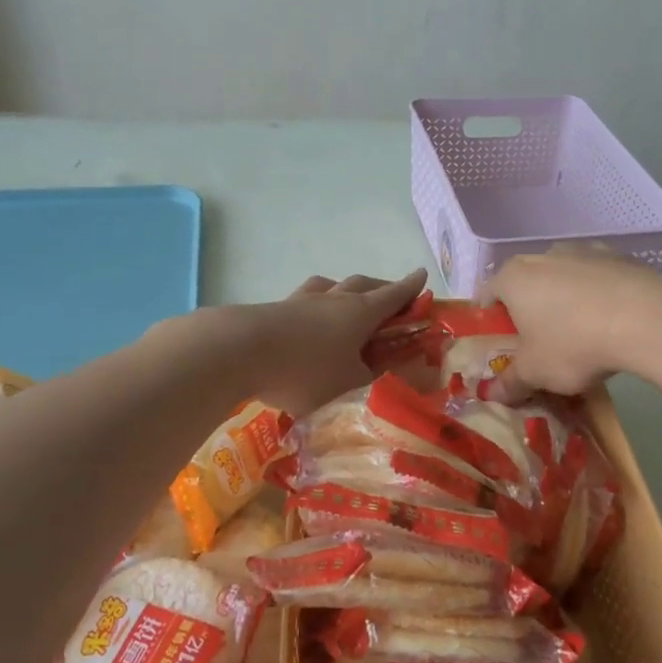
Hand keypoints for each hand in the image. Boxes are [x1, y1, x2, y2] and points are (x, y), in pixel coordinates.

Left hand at [243, 270, 427, 413]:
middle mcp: (333, 300)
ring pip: (330, 286)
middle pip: (363, 285)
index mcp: (360, 312)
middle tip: (392, 296)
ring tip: (347, 298)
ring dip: (345, 290)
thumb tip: (408, 377)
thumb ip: (379, 381)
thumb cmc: (306, 370)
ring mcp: (300, 302)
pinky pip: (303, 302)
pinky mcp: (273, 311)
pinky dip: (314, 307)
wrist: (238, 351)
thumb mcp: (351, 386)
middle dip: (382, 288)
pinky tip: (307, 320)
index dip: (411, 288)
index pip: (393, 295)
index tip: (423, 276)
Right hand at [483, 246, 661, 396]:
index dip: (490, 323)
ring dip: (564, 302)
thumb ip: (510, 382)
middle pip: (526, 285)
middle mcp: (543, 256)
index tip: (502, 347)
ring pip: (563, 279)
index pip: (487, 295)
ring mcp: (583, 250)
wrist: (645, 318)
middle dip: (529, 312)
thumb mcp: (536, 373)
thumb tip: (493, 395)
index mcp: (513, 277)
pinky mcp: (618, 256)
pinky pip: (597, 280)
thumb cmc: (573, 343)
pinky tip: (611, 324)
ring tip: (580, 336)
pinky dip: (597, 297)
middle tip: (539, 345)